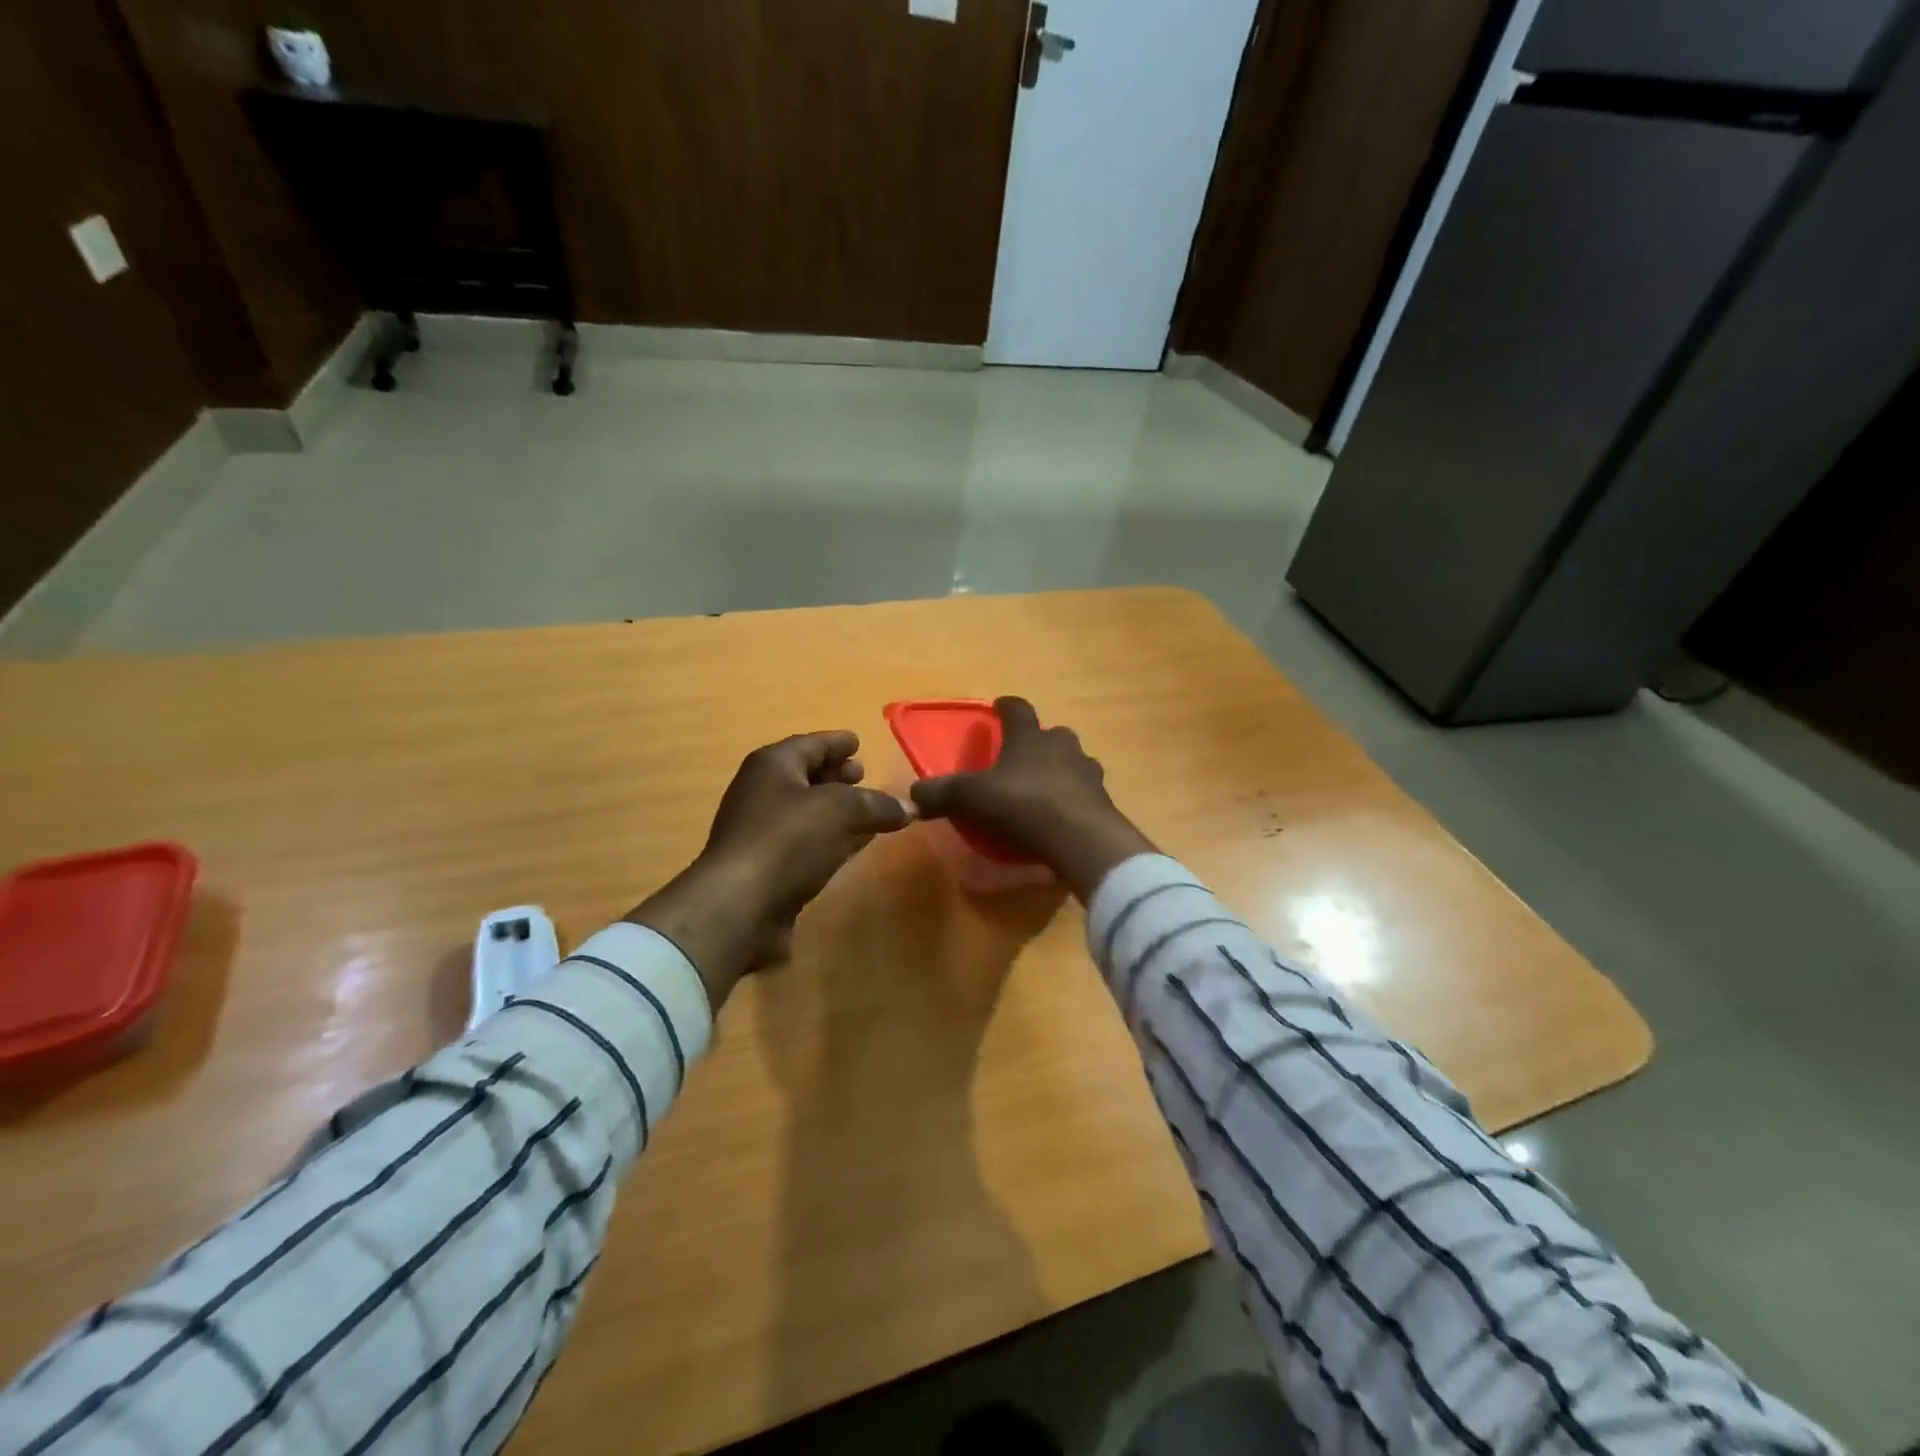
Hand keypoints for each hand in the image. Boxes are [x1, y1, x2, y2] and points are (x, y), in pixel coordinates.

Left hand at [626, 731, 909, 1010]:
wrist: (739, 906)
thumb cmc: (788, 840)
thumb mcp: (841, 811)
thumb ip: (877, 804)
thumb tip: (908, 808)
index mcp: (773, 765)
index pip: (811, 744)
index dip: (837, 742)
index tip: (858, 742)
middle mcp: (762, 792)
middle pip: (805, 775)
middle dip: (835, 775)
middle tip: (863, 776)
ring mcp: (761, 831)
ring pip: (807, 811)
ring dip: (835, 810)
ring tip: (867, 811)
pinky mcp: (767, 866)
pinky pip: (806, 841)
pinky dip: (830, 838)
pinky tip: (852, 845)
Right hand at [910, 697, 1155, 900]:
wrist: (1082, 839)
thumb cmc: (1023, 805)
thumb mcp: (972, 799)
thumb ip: (941, 794)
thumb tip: (912, 796)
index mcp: (1029, 736)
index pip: (1018, 709)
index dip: (1006, 706)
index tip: (999, 707)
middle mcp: (1062, 746)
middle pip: (1051, 733)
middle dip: (1037, 741)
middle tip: (1021, 756)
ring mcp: (1087, 772)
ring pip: (1073, 761)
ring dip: (1059, 768)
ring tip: (1043, 787)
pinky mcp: (1103, 801)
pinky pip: (1084, 792)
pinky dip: (1072, 798)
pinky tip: (1062, 816)